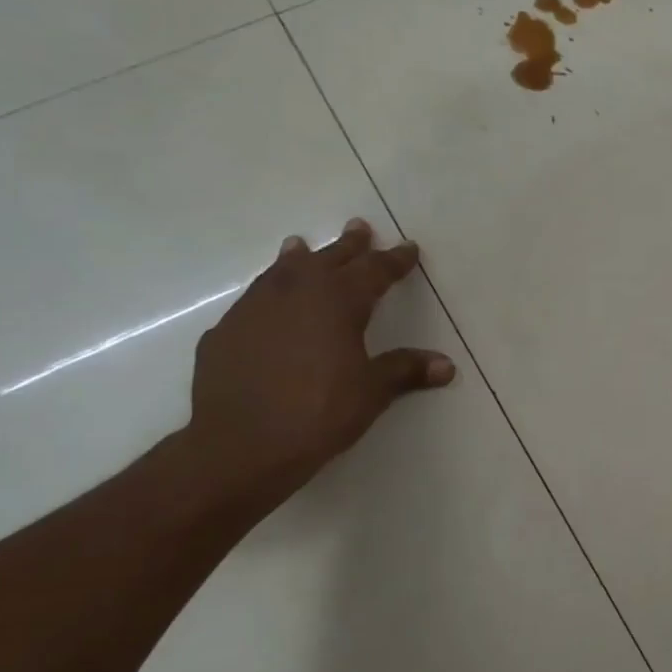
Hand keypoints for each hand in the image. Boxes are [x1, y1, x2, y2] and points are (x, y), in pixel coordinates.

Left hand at [186, 218, 454, 497]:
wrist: (241, 445)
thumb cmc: (318, 413)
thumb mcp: (371, 392)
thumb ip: (405, 370)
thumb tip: (446, 365)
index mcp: (337, 301)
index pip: (374, 272)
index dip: (394, 260)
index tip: (409, 248)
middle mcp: (294, 294)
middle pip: (327, 260)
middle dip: (348, 245)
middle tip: (358, 226)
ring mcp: (253, 310)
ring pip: (280, 272)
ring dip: (298, 259)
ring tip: (300, 245)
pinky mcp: (224, 333)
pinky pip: (252, 302)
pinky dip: (267, 295)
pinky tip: (265, 307)